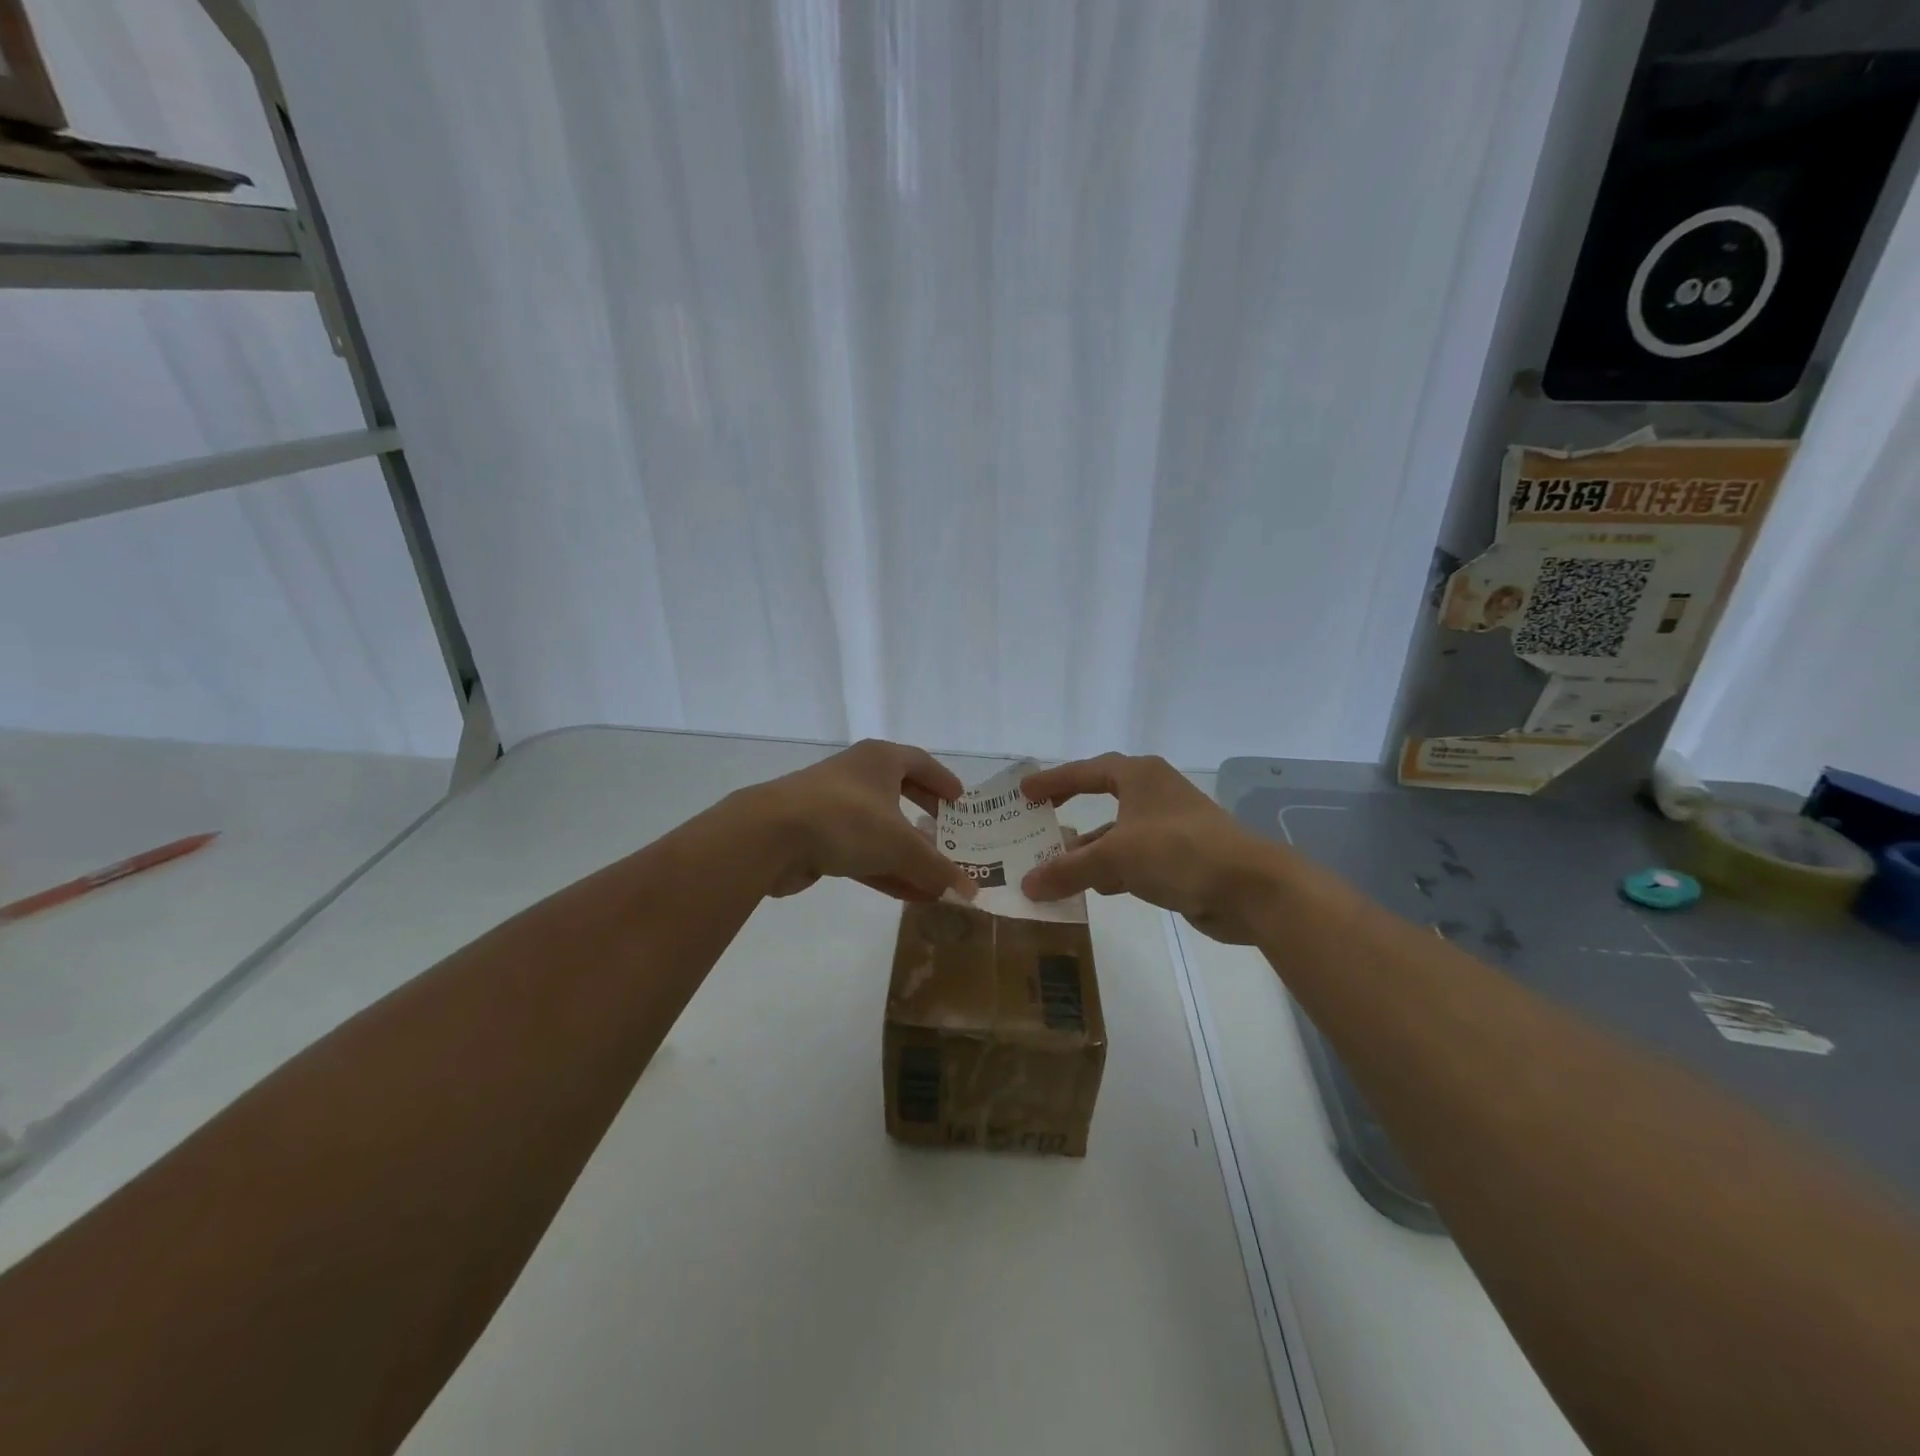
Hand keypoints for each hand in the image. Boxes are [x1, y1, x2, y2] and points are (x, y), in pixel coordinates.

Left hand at [744, 739, 976, 902]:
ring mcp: (835, 807)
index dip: (943, 781)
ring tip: (937, 879)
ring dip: (909, 856)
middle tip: (950, 838)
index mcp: (881, 760)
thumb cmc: (846, 819)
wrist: (770, 835)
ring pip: (881, 831)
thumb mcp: (900, 845)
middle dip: (926, 820)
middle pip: (901, 796)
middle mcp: (858, 776)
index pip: (921, 763)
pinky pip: (862, 854)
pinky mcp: (818, 838)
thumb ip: (937, 868)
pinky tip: (911, 897)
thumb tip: (970, 892)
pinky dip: (887, 872)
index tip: (961, 802)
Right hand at [1019, 754, 1285, 942]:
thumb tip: (1027, 885)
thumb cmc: (1178, 851)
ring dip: (1088, 849)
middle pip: (1101, 797)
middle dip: (1070, 811)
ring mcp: (1169, 826)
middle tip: (1038, 821)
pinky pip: (1133, 859)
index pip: (1085, 771)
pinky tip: (1092, 889)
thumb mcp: (1115, 857)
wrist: (1248, 888)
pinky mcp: (1180, 857)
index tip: (1024, 792)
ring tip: (1054, 864)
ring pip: (1117, 833)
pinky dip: (1111, 870)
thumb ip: (1068, 869)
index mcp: (1139, 776)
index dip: (1053, 780)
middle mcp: (1154, 794)